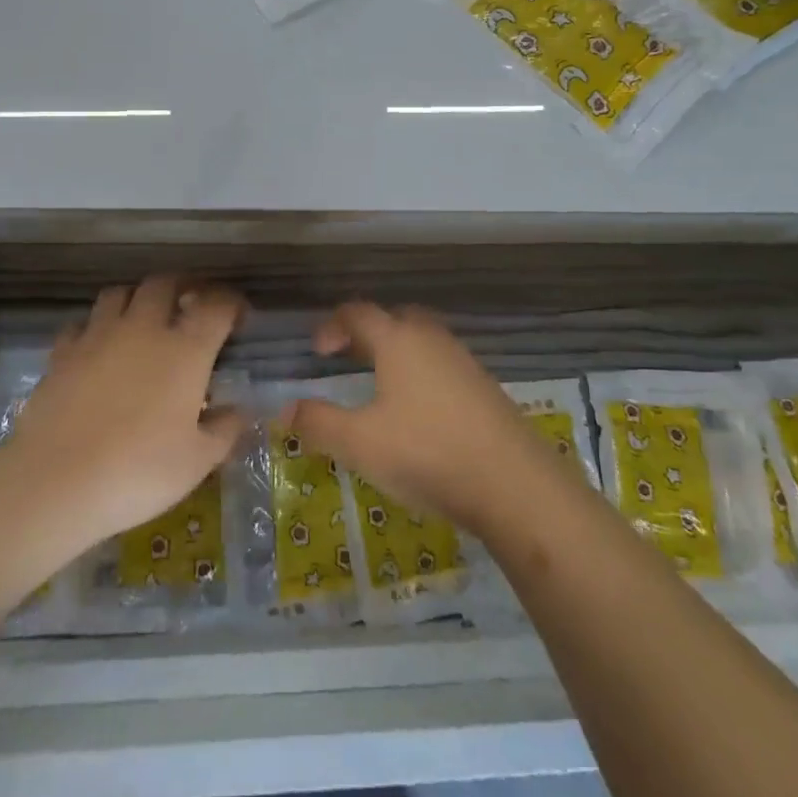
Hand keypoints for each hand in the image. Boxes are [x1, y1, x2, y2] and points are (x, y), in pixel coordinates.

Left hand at [2, 277, 249, 552]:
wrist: (56, 482)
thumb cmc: (139, 472)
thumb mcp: (197, 461)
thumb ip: (225, 430)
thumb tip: (239, 410)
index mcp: (186, 349)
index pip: (216, 305)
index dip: (232, 303)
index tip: (238, 316)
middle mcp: (144, 328)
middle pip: (165, 283)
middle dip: (183, 287)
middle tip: (191, 307)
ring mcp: (99, 335)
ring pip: (120, 292)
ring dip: (137, 298)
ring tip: (143, 319)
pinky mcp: (63, 352)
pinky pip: (82, 323)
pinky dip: (95, 327)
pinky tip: (98, 348)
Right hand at [290, 302, 556, 532]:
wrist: (514, 483)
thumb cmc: (427, 452)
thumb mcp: (360, 443)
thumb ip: (318, 423)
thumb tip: (283, 411)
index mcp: (397, 340)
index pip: (357, 313)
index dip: (332, 326)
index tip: (317, 351)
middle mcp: (431, 338)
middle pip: (394, 318)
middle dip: (367, 332)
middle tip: (348, 358)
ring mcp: (463, 360)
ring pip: (422, 341)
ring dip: (397, 352)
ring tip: (381, 386)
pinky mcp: (485, 387)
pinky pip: (443, 364)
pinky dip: (422, 373)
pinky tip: (420, 411)